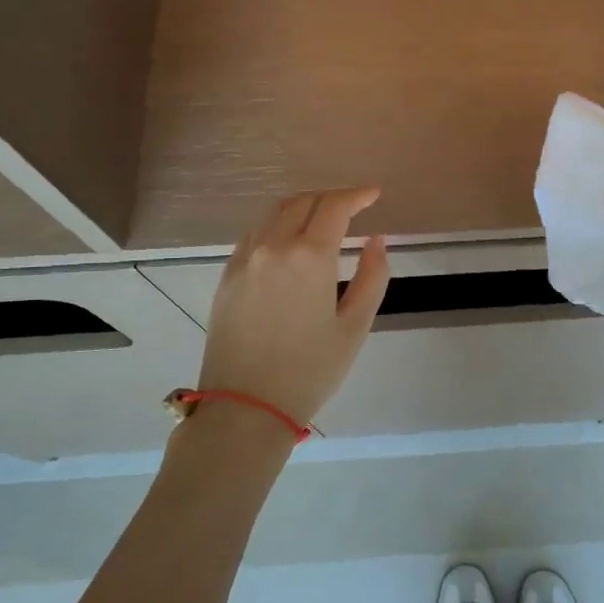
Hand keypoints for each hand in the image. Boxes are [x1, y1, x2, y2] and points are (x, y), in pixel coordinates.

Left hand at [197, 188, 389, 428]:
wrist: (245, 407)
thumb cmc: (310, 371)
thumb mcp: (355, 327)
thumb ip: (372, 276)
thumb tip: (376, 240)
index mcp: (309, 256)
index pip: (335, 206)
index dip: (357, 195)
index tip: (374, 194)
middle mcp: (273, 246)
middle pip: (303, 201)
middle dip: (331, 197)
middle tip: (352, 206)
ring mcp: (244, 259)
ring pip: (274, 213)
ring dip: (302, 206)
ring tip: (322, 218)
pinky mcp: (227, 276)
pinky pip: (255, 234)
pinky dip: (277, 225)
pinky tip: (288, 240)